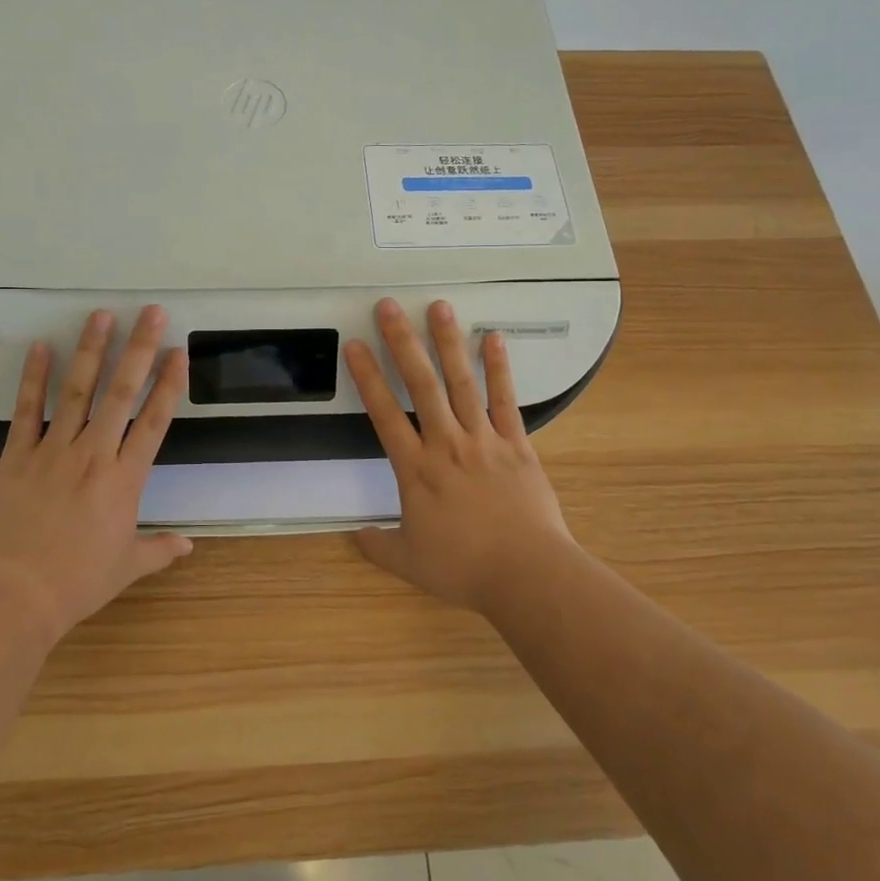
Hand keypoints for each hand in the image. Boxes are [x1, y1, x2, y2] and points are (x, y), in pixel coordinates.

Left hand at [0, 306, 192, 646]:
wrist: (12, 598)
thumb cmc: (75, 584)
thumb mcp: (125, 568)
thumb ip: (159, 550)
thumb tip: (189, 546)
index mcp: (125, 481)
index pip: (155, 422)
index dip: (169, 384)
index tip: (179, 352)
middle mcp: (94, 455)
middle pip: (121, 393)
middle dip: (139, 349)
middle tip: (152, 312)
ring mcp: (53, 451)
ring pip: (77, 391)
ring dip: (91, 350)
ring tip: (101, 315)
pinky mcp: (17, 456)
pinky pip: (27, 410)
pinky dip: (33, 377)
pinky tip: (39, 347)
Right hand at [344, 298, 577, 616]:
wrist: (527, 574)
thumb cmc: (464, 568)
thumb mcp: (409, 562)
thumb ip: (377, 545)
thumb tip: (353, 536)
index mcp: (416, 469)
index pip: (383, 414)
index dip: (367, 377)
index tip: (355, 345)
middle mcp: (446, 443)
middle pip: (420, 385)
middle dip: (402, 343)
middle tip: (389, 306)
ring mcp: (483, 440)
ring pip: (461, 383)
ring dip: (448, 343)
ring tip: (438, 307)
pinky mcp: (516, 444)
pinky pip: (505, 400)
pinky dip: (499, 368)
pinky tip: (493, 337)